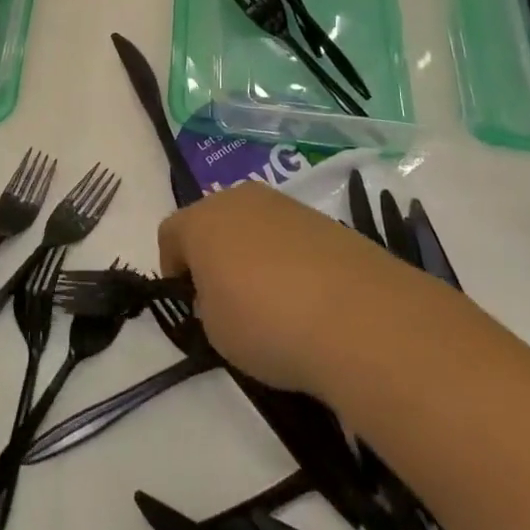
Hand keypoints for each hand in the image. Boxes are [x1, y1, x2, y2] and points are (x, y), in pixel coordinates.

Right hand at [159, 183, 397, 397]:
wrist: (360, 319)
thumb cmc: (266, 323)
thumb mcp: (214, 330)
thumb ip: (207, 305)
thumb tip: (223, 294)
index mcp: (201, 219)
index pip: (170, 233)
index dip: (172, 268)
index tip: (188, 301)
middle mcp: (240, 199)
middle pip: (213, 221)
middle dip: (214, 254)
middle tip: (226, 298)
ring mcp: (286, 206)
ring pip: (255, 226)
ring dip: (254, 255)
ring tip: (273, 301)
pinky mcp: (327, 221)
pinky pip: (291, 237)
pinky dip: (290, 260)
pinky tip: (307, 298)